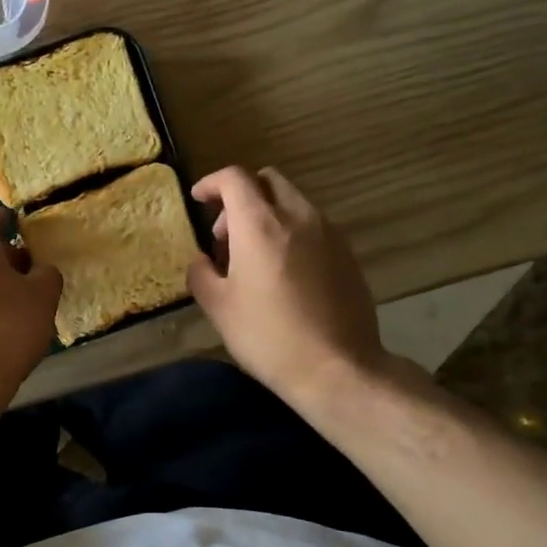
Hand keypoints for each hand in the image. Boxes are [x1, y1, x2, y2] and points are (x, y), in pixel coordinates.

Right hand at [187, 166, 386, 406]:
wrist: (337, 368)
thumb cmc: (268, 337)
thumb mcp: (218, 308)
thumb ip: (201, 273)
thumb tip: (202, 261)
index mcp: (260, 225)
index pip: (234, 178)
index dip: (212, 183)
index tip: (199, 200)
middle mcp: (298, 217)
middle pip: (268, 181)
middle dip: (241, 196)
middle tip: (225, 234)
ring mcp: (329, 233)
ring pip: (293, 202)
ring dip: (267, 215)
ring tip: (253, 257)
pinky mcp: (347, 254)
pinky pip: (313, 226)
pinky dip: (291, 233)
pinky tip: (283, 273)